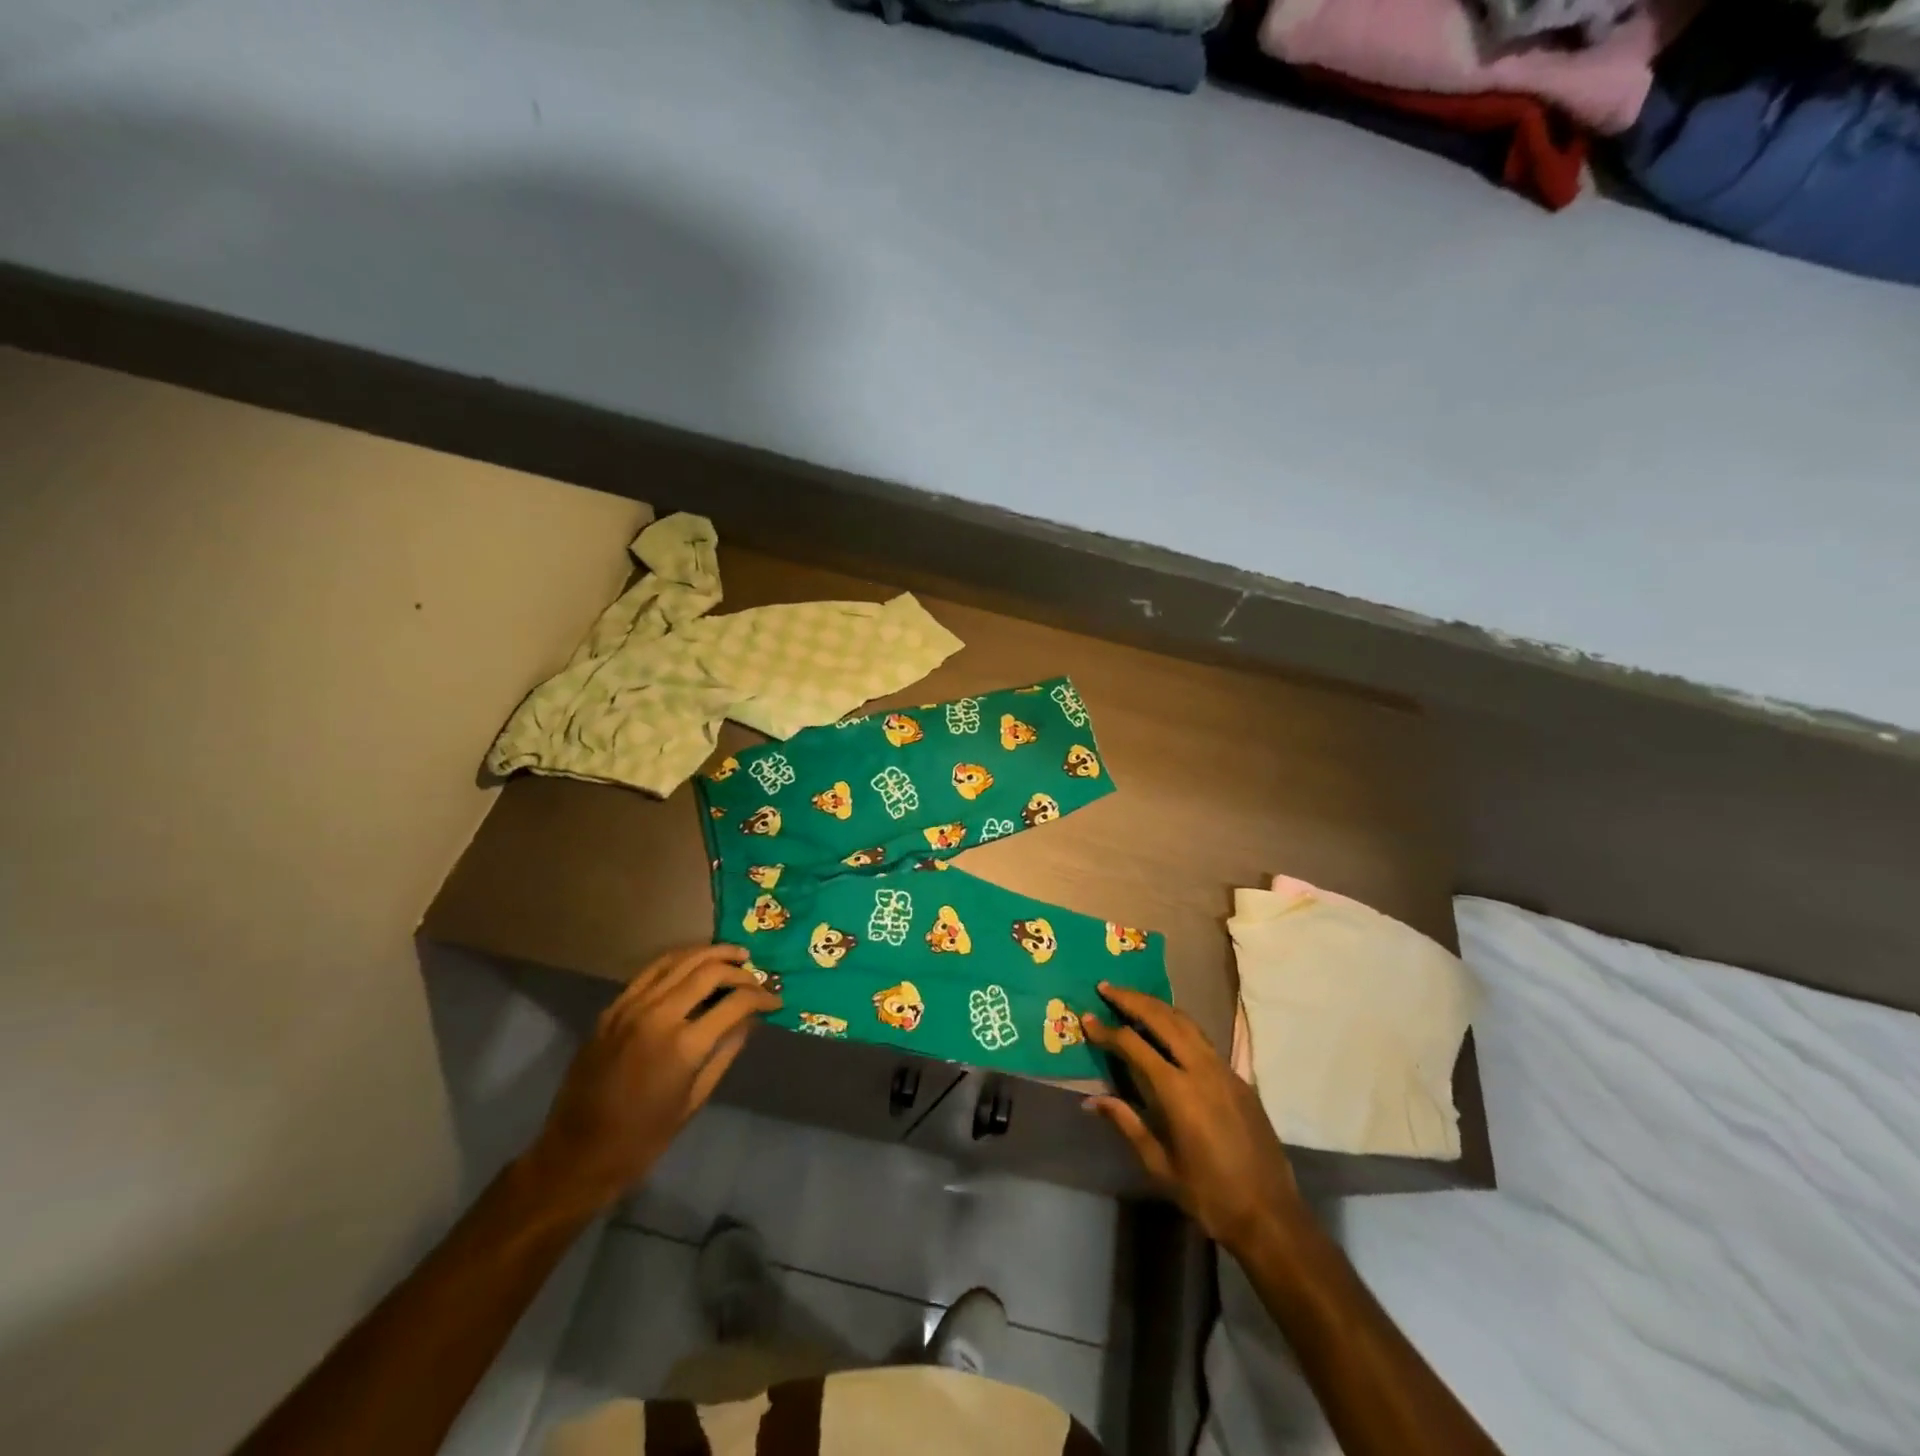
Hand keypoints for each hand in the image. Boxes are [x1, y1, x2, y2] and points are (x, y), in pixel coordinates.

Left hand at [522, 944, 779, 1214]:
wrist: (577, 1154)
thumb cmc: (643, 1139)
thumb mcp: (694, 1100)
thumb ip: (725, 1052)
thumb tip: (750, 1020)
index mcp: (684, 1046)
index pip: (735, 1002)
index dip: (762, 997)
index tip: (775, 1001)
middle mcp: (658, 1016)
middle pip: (710, 972)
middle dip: (740, 970)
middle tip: (757, 977)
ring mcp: (631, 1008)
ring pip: (680, 961)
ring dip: (712, 954)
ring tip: (735, 955)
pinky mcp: (613, 1008)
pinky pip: (651, 971)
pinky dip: (678, 960)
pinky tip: (694, 962)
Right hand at [1083, 982, 1301, 1257]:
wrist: (1270, 1215)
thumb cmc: (1208, 1194)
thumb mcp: (1159, 1164)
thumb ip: (1127, 1123)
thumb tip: (1092, 1100)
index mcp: (1178, 1092)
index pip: (1134, 1046)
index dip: (1107, 1031)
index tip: (1087, 1017)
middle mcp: (1202, 1070)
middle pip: (1163, 1019)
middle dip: (1132, 1000)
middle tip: (1106, 988)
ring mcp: (1224, 1070)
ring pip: (1186, 1022)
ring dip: (1157, 1006)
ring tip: (1133, 997)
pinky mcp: (1239, 1078)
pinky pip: (1203, 1039)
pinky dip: (1179, 1023)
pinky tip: (1167, 1028)